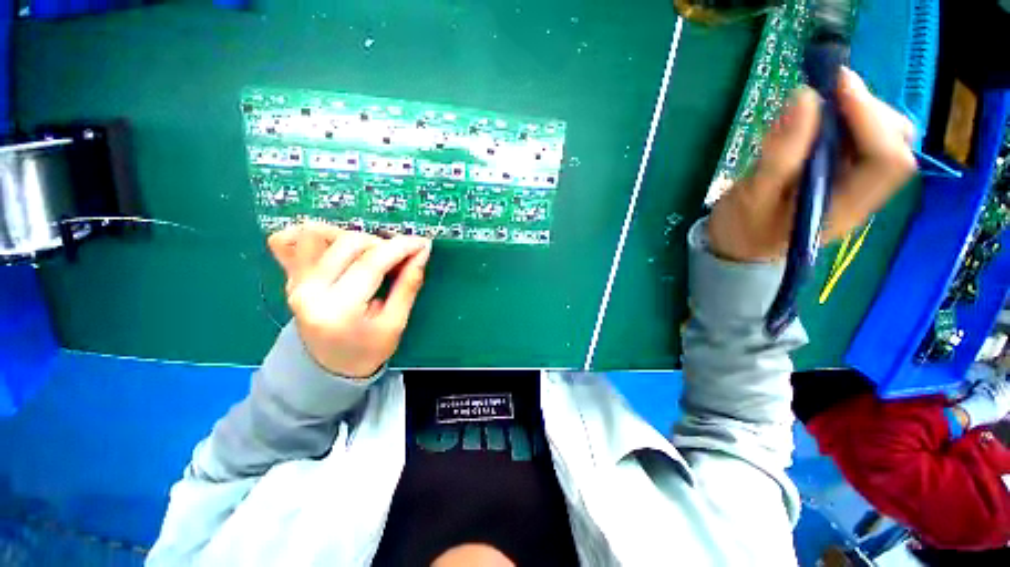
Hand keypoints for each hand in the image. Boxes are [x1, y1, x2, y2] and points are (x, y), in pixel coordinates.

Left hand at [268, 223, 431, 377]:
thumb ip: (408, 285)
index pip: (371, 264)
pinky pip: (287, 240)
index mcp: (338, 310)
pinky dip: (313, 236)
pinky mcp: (290, 277)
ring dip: (350, 236)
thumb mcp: (395, 323)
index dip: (401, 248)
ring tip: (369, 254)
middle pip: (347, 243)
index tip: (422, 243)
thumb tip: (422, 252)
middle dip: (381, 243)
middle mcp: (309, 291)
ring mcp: (294, 282)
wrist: (329, 368)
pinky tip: (335, 245)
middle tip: (398, 258)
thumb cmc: (368, 350)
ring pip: (316, 233)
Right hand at [708, 68, 917, 261]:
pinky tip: (818, 119)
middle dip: (868, 109)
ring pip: (884, 135)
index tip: (837, 85)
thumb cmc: (743, 228)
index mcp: (843, 208)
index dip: (870, 117)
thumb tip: (805, 96)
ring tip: (819, 106)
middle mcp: (862, 194)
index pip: (886, 160)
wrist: (741, 245)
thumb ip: (780, 153)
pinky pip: (863, 137)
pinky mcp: (845, 173)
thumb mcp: (752, 196)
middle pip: (895, 143)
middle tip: (827, 94)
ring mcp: (857, 183)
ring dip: (858, 110)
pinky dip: (846, 117)